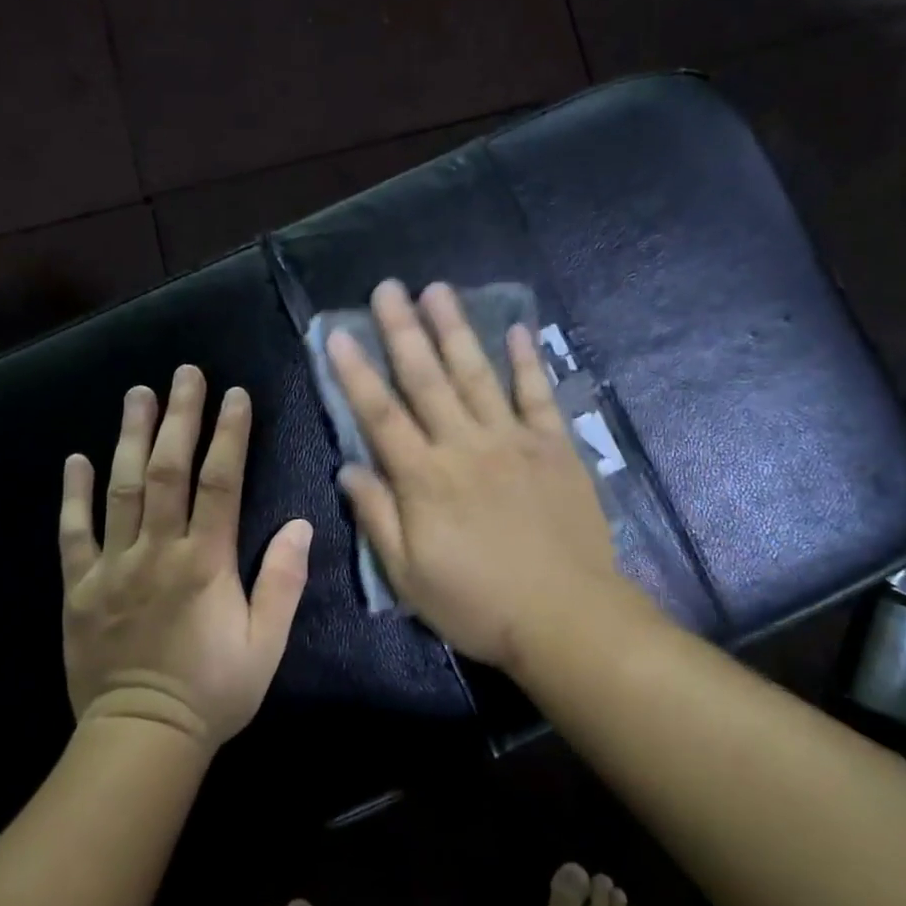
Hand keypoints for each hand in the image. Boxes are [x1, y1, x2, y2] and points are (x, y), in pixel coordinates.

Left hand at [60, 366, 312, 747]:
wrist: (142, 738)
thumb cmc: (214, 691)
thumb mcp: (266, 644)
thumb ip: (283, 581)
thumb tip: (301, 524)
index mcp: (206, 563)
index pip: (220, 482)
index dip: (228, 434)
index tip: (235, 395)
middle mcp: (158, 552)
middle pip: (169, 471)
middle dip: (179, 417)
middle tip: (185, 374)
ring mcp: (114, 566)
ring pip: (122, 489)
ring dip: (130, 437)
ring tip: (137, 394)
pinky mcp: (80, 587)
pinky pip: (74, 533)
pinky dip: (74, 495)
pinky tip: (76, 458)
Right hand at [327, 281, 625, 670]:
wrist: (566, 617)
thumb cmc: (478, 604)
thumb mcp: (409, 576)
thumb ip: (377, 517)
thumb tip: (348, 468)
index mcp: (424, 478)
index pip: (380, 414)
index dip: (355, 372)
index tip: (338, 333)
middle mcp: (464, 446)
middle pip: (426, 379)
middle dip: (402, 330)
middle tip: (387, 288)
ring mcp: (513, 441)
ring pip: (477, 374)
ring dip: (456, 329)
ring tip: (438, 289)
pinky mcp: (555, 446)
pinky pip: (538, 395)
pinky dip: (527, 361)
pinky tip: (517, 328)